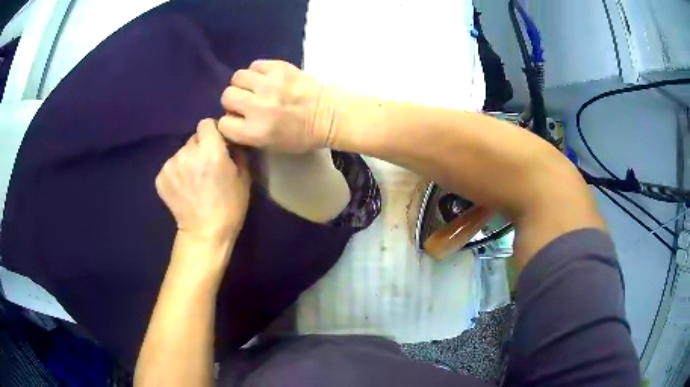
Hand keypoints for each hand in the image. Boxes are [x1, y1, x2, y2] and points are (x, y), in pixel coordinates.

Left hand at [156, 119, 250, 244]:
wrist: (205, 233)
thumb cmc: (229, 206)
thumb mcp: (243, 177)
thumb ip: (237, 152)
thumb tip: (230, 141)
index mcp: (211, 149)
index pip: (206, 124)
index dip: (212, 133)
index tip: (216, 145)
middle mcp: (187, 152)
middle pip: (193, 139)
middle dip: (200, 148)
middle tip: (205, 167)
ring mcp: (171, 165)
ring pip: (181, 153)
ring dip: (187, 161)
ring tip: (193, 181)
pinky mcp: (160, 177)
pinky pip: (171, 167)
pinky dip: (176, 174)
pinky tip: (183, 189)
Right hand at [218, 60, 339, 152]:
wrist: (330, 115)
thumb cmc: (302, 135)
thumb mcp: (271, 145)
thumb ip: (247, 133)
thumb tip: (232, 117)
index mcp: (256, 131)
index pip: (223, 123)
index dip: (230, 122)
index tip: (239, 120)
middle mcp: (258, 107)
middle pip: (227, 96)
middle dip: (234, 101)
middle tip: (248, 102)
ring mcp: (269, 84)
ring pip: (238, 77)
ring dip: (244, 83)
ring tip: (256, 88)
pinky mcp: (280, 67)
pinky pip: (256, 65)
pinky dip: (258, 71)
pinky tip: (267, 78)